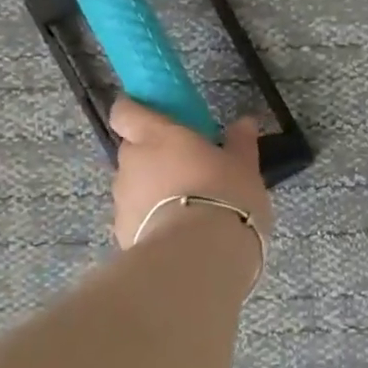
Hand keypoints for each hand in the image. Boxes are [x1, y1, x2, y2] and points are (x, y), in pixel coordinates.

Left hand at [108, 97, 273, 248]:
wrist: (198, 257)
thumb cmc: (224, 196)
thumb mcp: (244, 168)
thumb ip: (240, 143)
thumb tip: (245, 122)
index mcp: (158, 136)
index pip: (126, 111)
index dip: (133, 110)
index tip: (151, 116)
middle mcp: (132, 162)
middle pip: (132, 149)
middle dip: (151, 156)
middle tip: (184, 169)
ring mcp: (122, 199)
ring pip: (133, 186)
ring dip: (151, 190)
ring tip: (185, 209)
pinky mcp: (122, 233)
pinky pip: (136, 218)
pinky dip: (151, 221)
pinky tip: (177, 236)